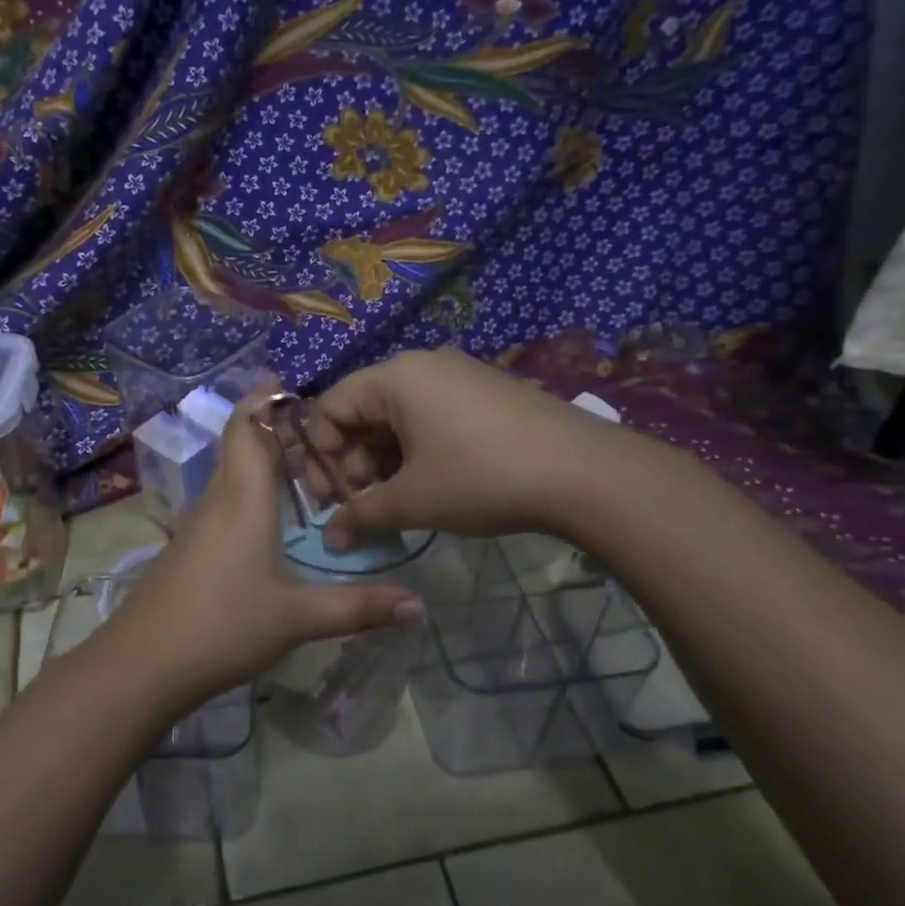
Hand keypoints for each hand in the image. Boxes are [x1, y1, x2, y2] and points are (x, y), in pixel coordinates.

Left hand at [95, 382, 425, 709]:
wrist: (143, 663)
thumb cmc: (224, 626)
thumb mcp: (298, 618)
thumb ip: (358, 608)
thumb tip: (420, 607)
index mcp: (244, 498)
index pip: (249, 429)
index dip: (264, 400)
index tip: (286, 380)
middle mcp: (218, 499)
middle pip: (241, 445)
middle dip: (273, 428)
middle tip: (320, 427)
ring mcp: (197, 523)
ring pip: (232, 473)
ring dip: (262, 460)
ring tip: (305, 464)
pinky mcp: (187, 547)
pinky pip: (223, 499)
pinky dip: (249, 489)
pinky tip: (268, 516)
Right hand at [304, 348, 630, 545]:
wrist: (585, 472)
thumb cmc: (482, 477)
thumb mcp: (414, 500)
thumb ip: (361, 516)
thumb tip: (329, 540)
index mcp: (395, 377)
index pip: (330, 406)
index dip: (319, 455)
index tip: (329, 499)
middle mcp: (423, 365)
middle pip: (363, 411)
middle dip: (353, 462)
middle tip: (362, 506)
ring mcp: (458, 376)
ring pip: (398, 418)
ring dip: (384, 462)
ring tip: (396, 503)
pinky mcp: (485, 394)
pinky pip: (431, 417)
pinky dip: (416, 452)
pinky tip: (430, 486)